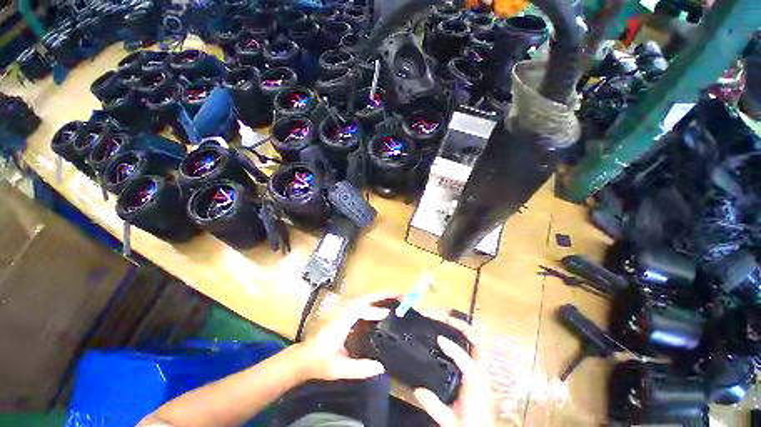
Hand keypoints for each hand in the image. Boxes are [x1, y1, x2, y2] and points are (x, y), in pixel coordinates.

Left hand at [298, 293, 394, 380]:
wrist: (301, 361)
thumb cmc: (318, 363)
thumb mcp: (339, 369)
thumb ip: (359, 368)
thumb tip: (382, 366)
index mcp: (339, 324)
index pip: (358, 306)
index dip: (377, 303)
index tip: (395, 304)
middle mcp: (338, 316)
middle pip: (361, 300)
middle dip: (381, 296)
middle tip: (402, 299)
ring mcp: (338, 318)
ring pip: (359, 304)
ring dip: (376, 301)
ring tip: (395, 305)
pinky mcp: (339, 323)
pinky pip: (357, 311)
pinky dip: (370, 310)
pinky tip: (380, 319)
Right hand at [413, 317, 495, 426]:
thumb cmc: (467, 425)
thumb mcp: (448, 420)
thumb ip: (434, 406)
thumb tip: (417, 389)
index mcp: (476, 386)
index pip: (469, 363)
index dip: (454, 350)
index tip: (438, 338)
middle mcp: (483, 375)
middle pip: (480, 344)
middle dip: (464, 328)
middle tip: (443, 317)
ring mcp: (483, 372)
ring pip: (479, 344)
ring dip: (465, 330)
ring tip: (446, 320)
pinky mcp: (480, 374)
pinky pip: (474, 351)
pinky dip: (465, 340)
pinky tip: (451, 337)